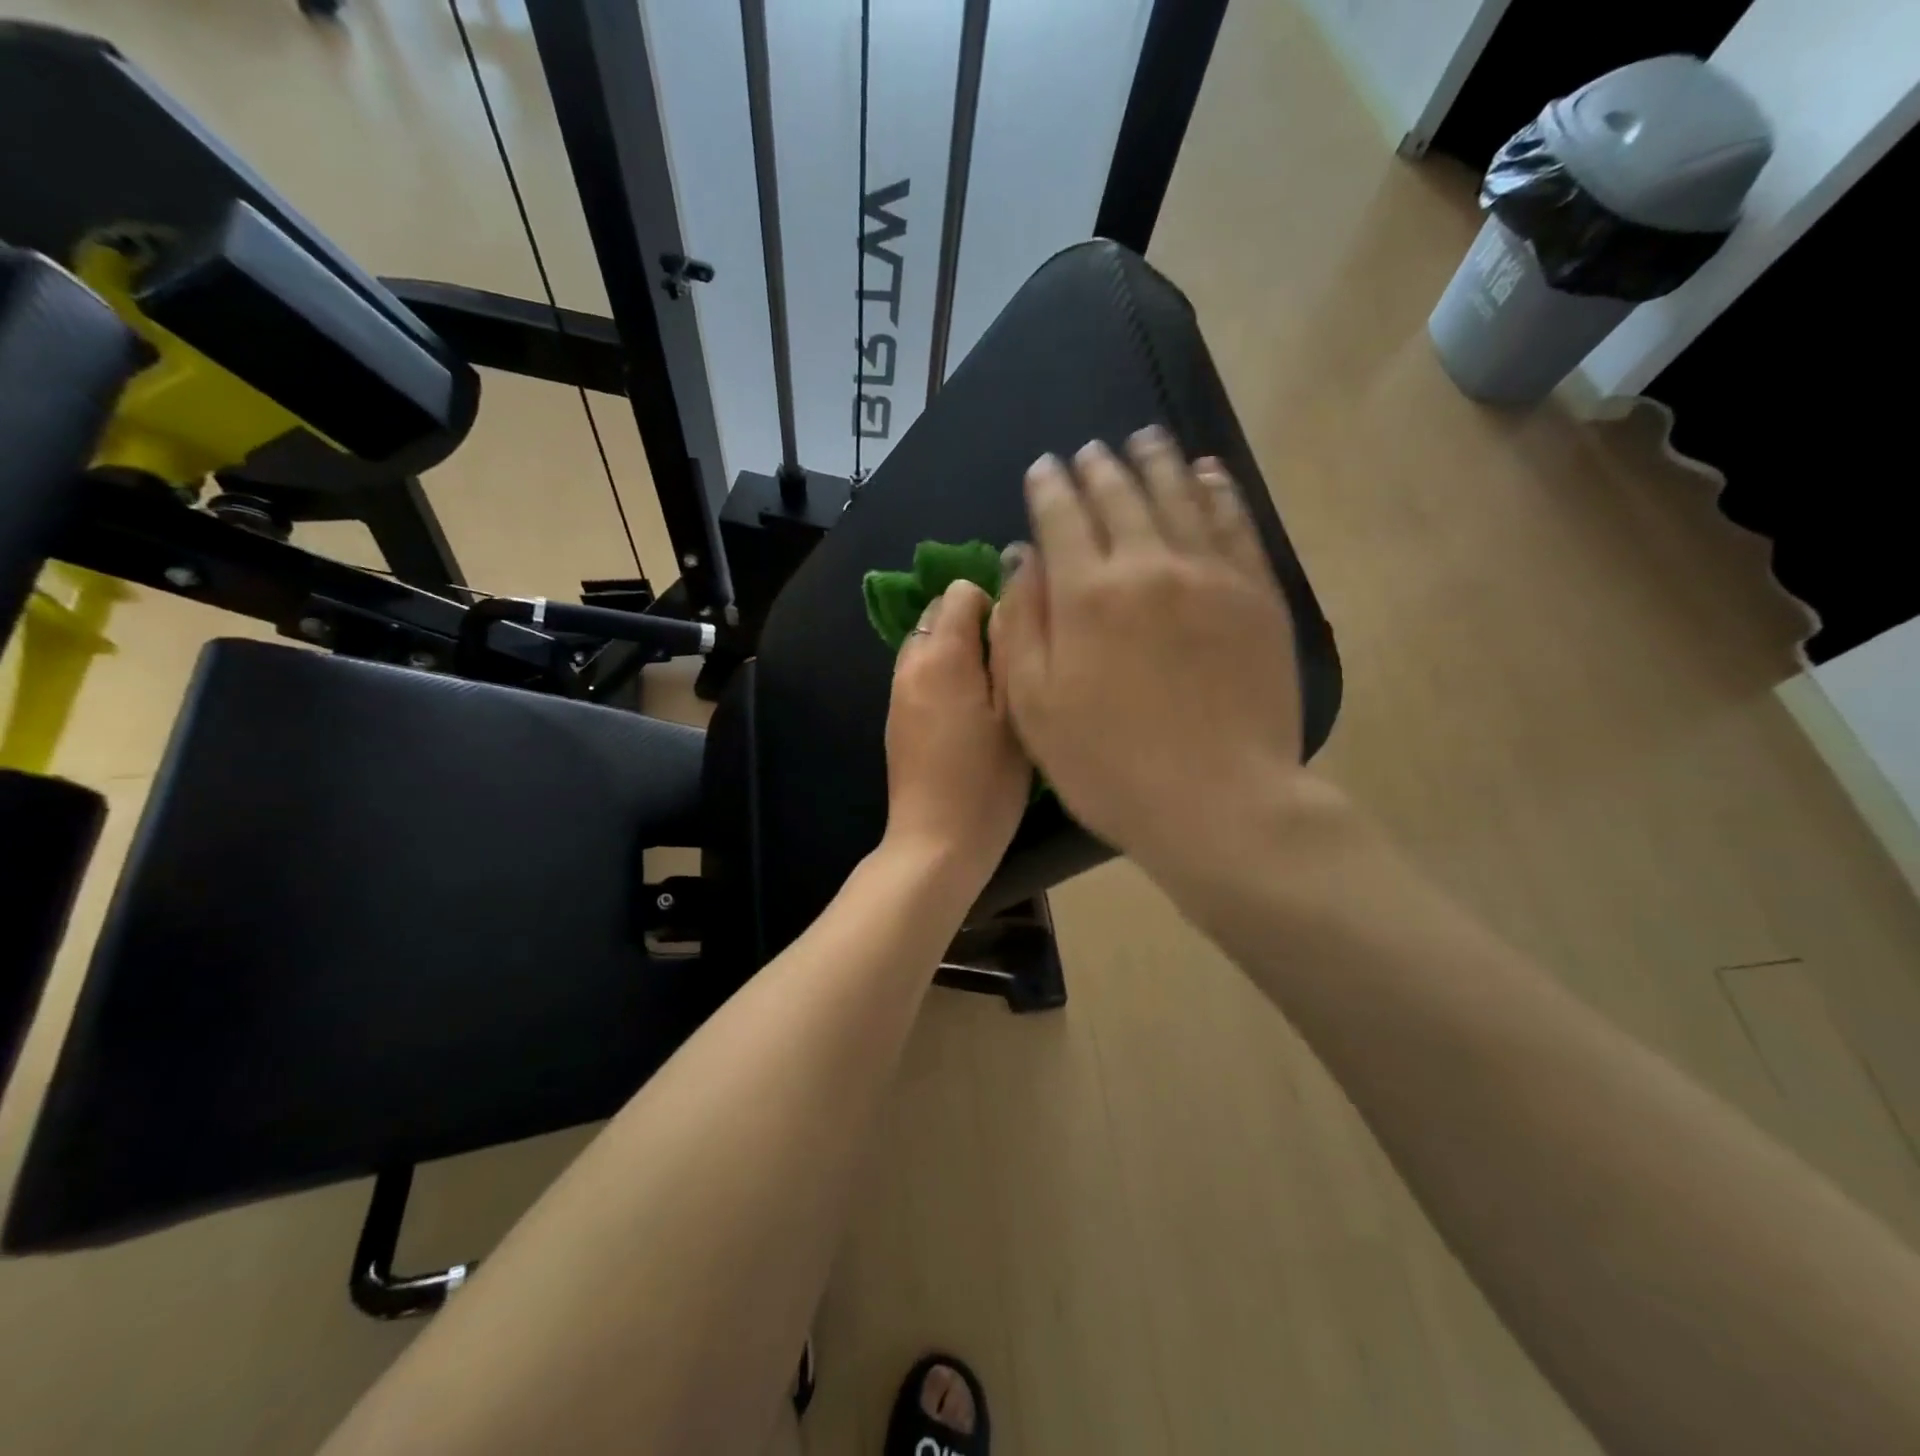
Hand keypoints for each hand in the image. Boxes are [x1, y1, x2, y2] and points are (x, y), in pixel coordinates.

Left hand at [883, 579, 1031, 896]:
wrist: (936, 842)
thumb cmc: (987, 781)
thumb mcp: (1015, 712)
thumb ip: (1009, 650)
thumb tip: (1007, 603)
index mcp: (942, 655)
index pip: (959, 593)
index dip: (992, 603)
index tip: (1016, 639)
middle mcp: (911, 664)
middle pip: (937, 614)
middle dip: (970, 624)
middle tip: (1006, 665)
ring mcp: (897, 692)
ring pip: (925, 644)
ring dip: (955, 651)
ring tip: (989, 690)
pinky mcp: (895, 718)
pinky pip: (918, 674)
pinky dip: (941, 676)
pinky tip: (965, 714)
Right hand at [989, 428, 1308, 878]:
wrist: (1219, 802)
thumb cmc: (1109, 766)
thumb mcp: (1035, 707)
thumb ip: (1023, 624)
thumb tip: (1021, 556)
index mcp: (1086, 594)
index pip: (1061, 517)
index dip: (1049, 487)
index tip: (1043, 468)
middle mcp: (1148, 565)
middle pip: (1121, 496)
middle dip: (1099, 467)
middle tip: (1090, 451)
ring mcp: (1210, 575)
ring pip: (1179, 496)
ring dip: (1157, 462)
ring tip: (1144, 439)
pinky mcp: (1256, 594)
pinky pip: (1235, 522)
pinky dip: (1217, 490)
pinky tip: (1207, 473)